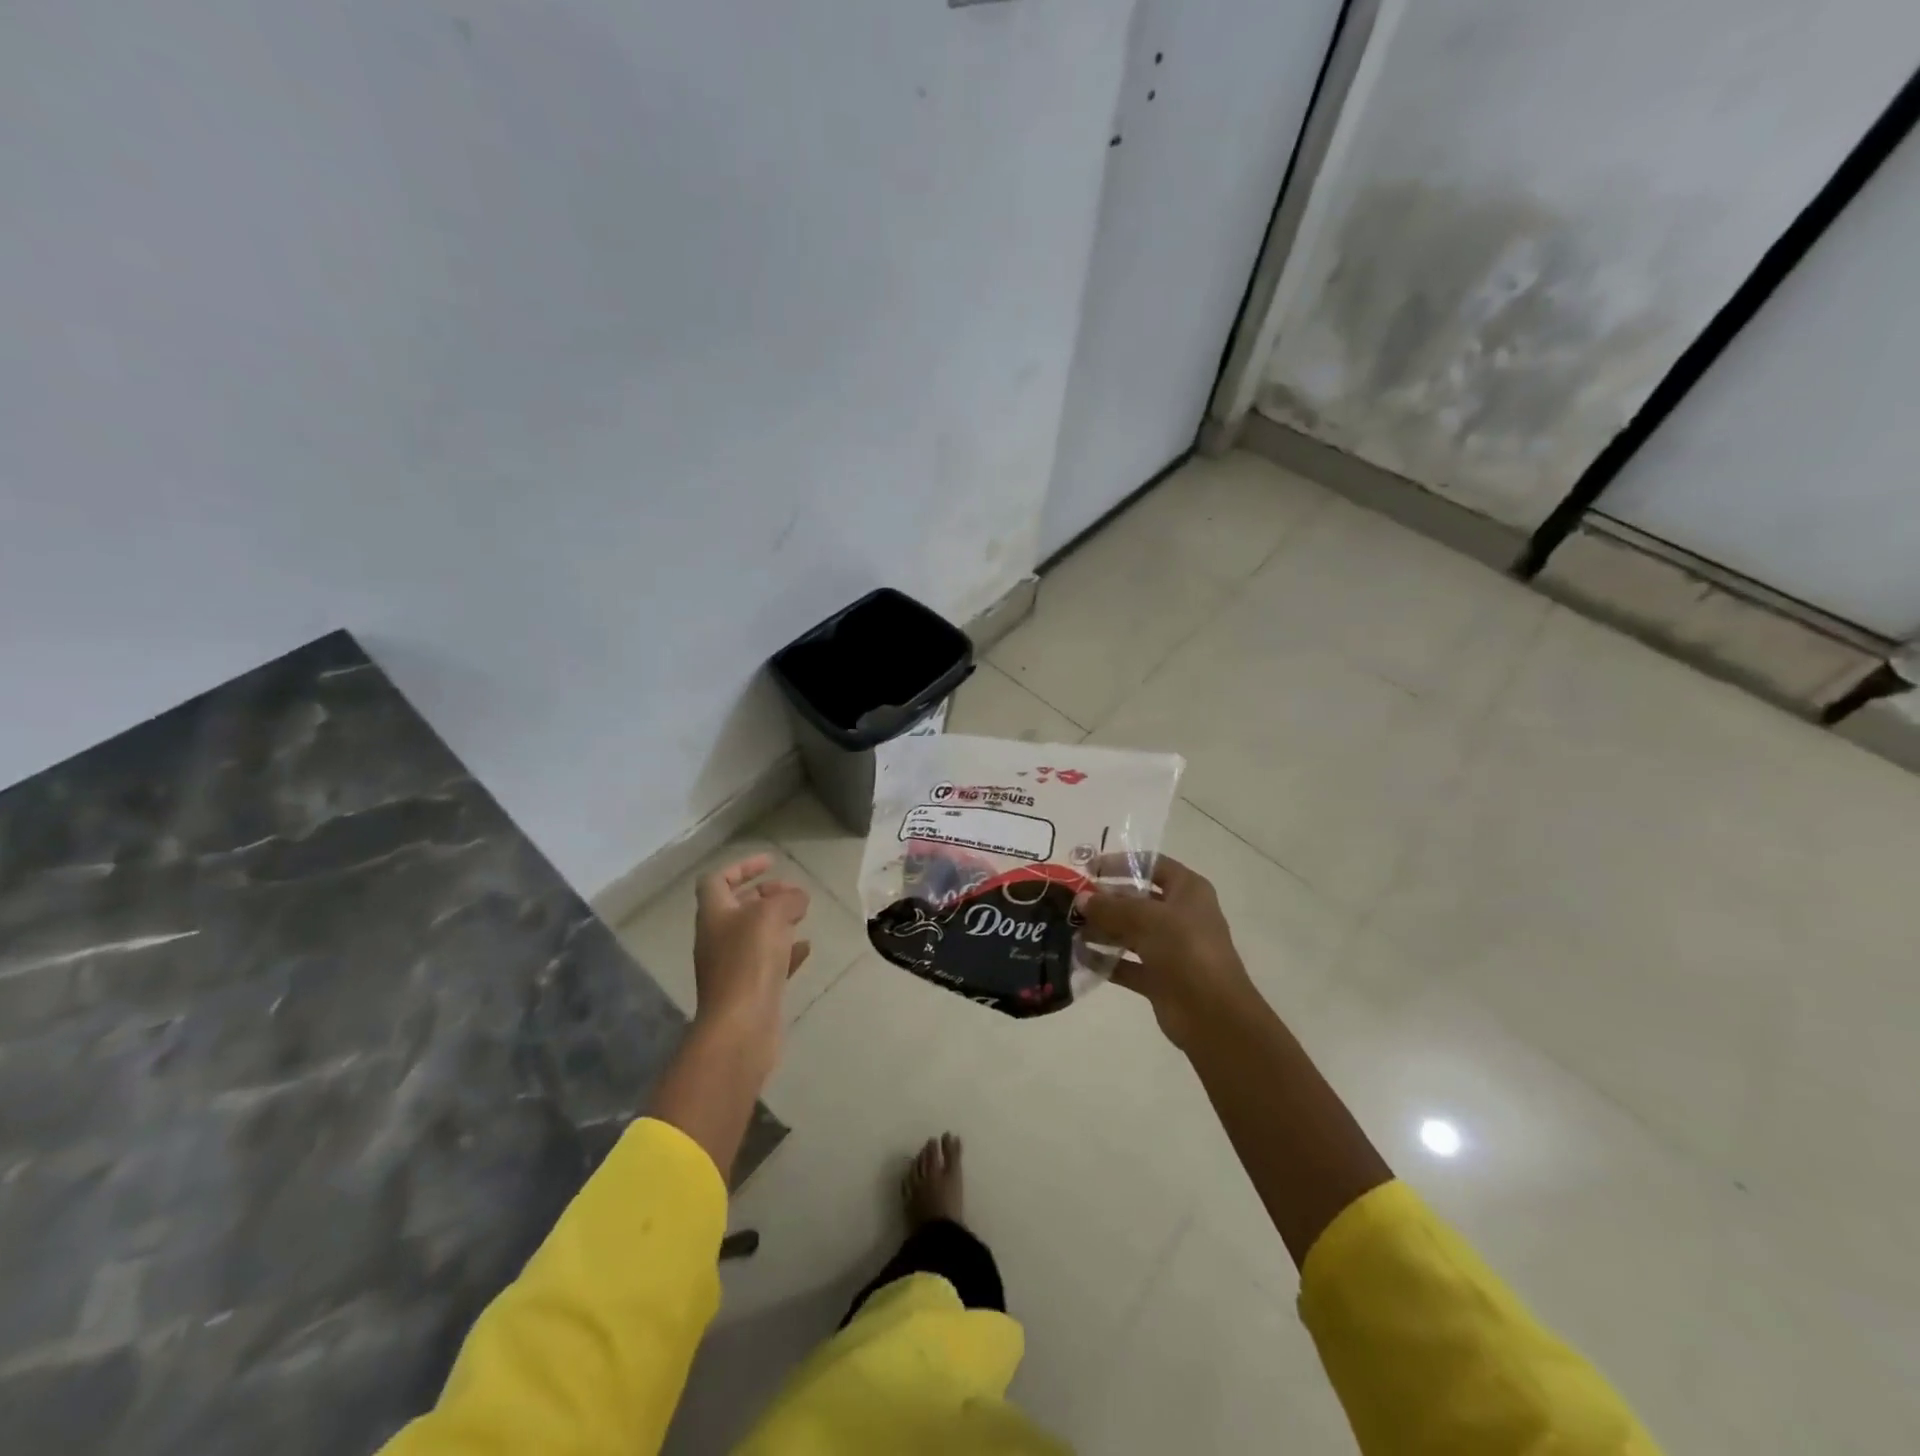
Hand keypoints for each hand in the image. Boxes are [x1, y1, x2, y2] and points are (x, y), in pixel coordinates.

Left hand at [692, 854, 811, 1050]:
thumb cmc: (749, 962)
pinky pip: (768, 962)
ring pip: (754, 935)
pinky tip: (806, 948)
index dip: (742, 867)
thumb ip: (787, 899)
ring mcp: (732, 967)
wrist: (740, 1028)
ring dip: (777, 921)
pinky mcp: (749, 991)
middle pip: (737, 907)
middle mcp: (718, 938)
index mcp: (714, 915)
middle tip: (793, 892)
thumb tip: (797, 897)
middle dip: (765, 894)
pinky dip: (786, 951)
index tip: (771, 862)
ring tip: (803, 916)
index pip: (718, 880)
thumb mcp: (771, 916)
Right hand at [1077, 854, 1258, 1050]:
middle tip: (1071, 902)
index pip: (1152, 865)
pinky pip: (1127, 964)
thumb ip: (1110, 907)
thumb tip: (1081, 900)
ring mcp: (1170, 948)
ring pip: (1130, 932)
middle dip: (1105, 900)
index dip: (1122, 863)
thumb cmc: (1185, 950)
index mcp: (1188, 891)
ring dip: (1102, 930)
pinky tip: (1079, 956)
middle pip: (1137, 899)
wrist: (1212, 1014)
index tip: (1089, 867)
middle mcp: (1180, 915)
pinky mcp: (1159, 978)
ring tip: (1069, 928)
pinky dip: (1106, 960)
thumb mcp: (1146, 918)